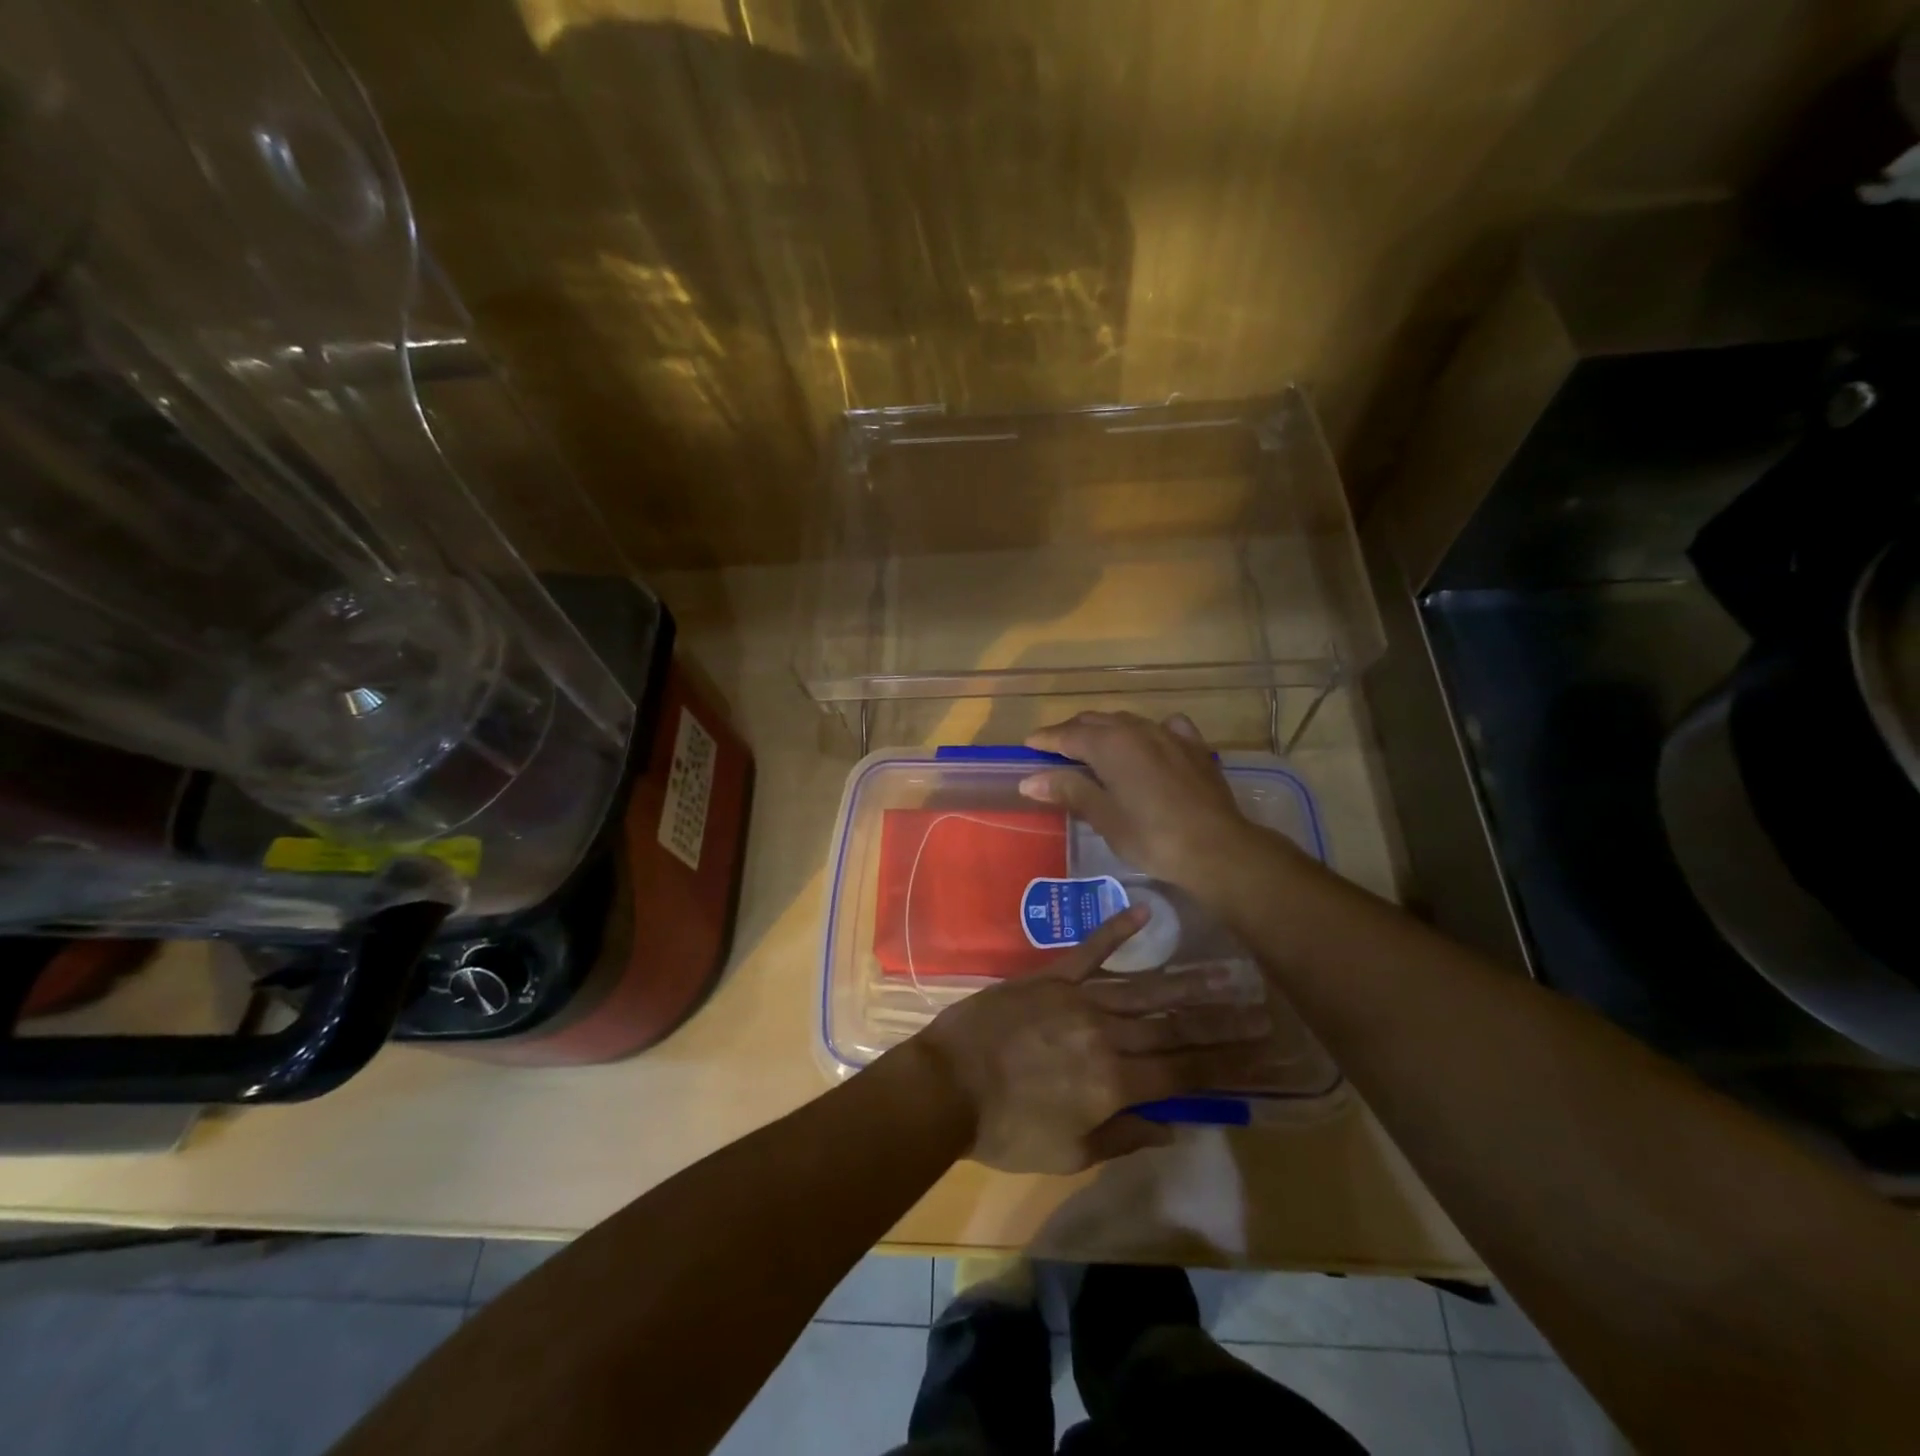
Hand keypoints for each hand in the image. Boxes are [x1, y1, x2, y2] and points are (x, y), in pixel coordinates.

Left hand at [912, 906, 1273, 1173]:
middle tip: (1263, 1007)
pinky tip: (1145, 911)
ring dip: (1188, 979)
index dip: (1225, 1066)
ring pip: (1144, 987)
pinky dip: (1116, 930)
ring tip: (1228, 970)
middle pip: (1173, 1027)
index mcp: (1114, 1082)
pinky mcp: (1050, 976)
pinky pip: (1089, 950)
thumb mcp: (1069, 1152)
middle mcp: (1107, 1033)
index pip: (1183, 1073)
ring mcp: (1079, 998)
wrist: (947, 1083)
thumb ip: (1124, 1136)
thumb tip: (1173, 1125)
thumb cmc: (1006, 1129)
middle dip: (1221, 1021)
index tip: (1262, 1055)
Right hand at [1018, 711, 1296, 898]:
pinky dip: (1146, 732)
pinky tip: (1148, 743)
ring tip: (1093, 747)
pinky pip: (1164, 728)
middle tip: (1054, 749)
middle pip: (1095, 721)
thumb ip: (1069, 790)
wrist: (1217, 848)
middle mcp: (1137, 729)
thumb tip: (1030, 779)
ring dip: (1105, 730)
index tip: (1028, 746)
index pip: (1068, 734)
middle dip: (1071, 732)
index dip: (1046, 739)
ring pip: (1127, 721)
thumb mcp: (1104, 817)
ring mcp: (1169, 735)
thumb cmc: (1152, 837)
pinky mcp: (1194, 747)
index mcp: (1110, 744)